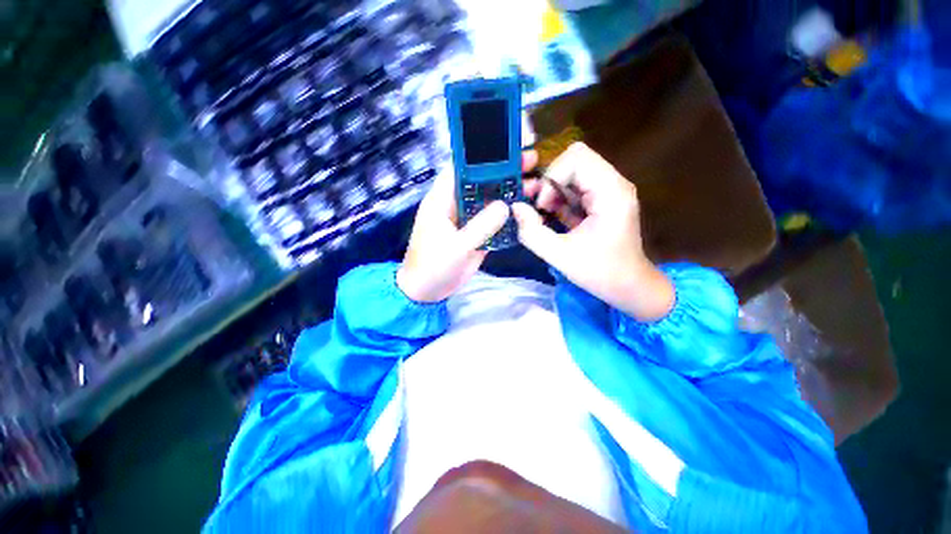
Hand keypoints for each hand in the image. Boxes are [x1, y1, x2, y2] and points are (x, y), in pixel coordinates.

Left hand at [397, 152, 538, 302]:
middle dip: (505, 170)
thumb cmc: (432, 266)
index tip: (506, 145)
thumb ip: (480, 227)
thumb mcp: (455, 247)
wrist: (427, 292)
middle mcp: (457, 204)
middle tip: (530, 159)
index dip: (481, 154)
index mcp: (443, 200)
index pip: (461, 167)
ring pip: (491, 200)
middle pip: (482, 181)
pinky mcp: (478, 234)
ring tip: (535, 183)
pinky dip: (510, 215)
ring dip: (511, 192)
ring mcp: (469, 219)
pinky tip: (527, 209)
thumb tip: (505, 205)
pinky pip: (495, 220)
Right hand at [512, 142, 673, 320]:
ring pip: (571, 173)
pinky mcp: (601, 201)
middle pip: (573, 161)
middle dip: (549, 182)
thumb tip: (515, 207)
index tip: (542, 206)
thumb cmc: (600, 273)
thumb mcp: (560, 256)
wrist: (629, 287)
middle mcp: (613, 184)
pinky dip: (557, 199)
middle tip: (537, 207)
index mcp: (611, 192)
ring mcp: (608, 191)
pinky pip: (574, 188)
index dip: (552, 177)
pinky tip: (550, 217)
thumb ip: (532, 232)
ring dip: (551, 191)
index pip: (576, 157)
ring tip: (540, 214)